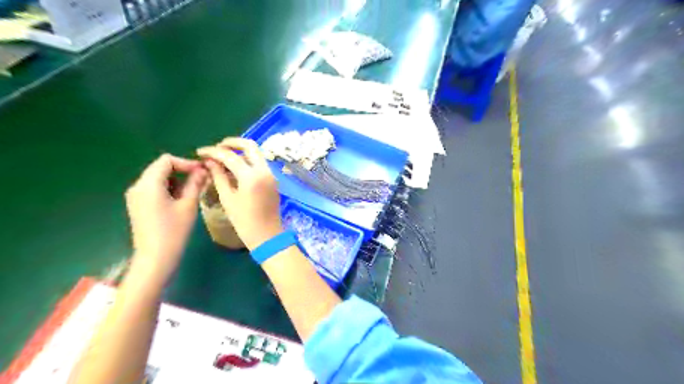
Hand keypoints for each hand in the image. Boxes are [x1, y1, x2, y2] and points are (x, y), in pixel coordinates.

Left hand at [125, 153, 206, 282]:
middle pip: (161, 168)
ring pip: (158, 178)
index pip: (166, 161)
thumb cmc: (174, 231)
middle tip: (202, 181)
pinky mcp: (138, 205)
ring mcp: (136, 197)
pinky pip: (154, 189)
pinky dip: (169, 189)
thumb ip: (195, 183)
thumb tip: (203, 170)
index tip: (202, 172)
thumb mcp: (188, 205)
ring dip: (177, 181)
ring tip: (193, 192)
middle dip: (182, 171)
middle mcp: (137, 187)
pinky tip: (181, 201)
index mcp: (148, 184)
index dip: (186, 163)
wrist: (155, 258)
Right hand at [199, 136, 282, 248]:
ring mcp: (271, 174)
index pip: (230, 156)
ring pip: (256, 153)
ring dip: (241, 151)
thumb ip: (219, 176)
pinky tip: (235, 167)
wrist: (267, 235)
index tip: (200, 152)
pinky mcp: (273, 179)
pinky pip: (260, 163)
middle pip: (250, 145)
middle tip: (217, 148)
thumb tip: (210, 161)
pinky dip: (248, 160)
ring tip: (223, 157)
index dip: (213, 152)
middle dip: (232, 143)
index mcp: (251, 176)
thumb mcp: (228, 199)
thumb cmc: (244, 221)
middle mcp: (264, 170)